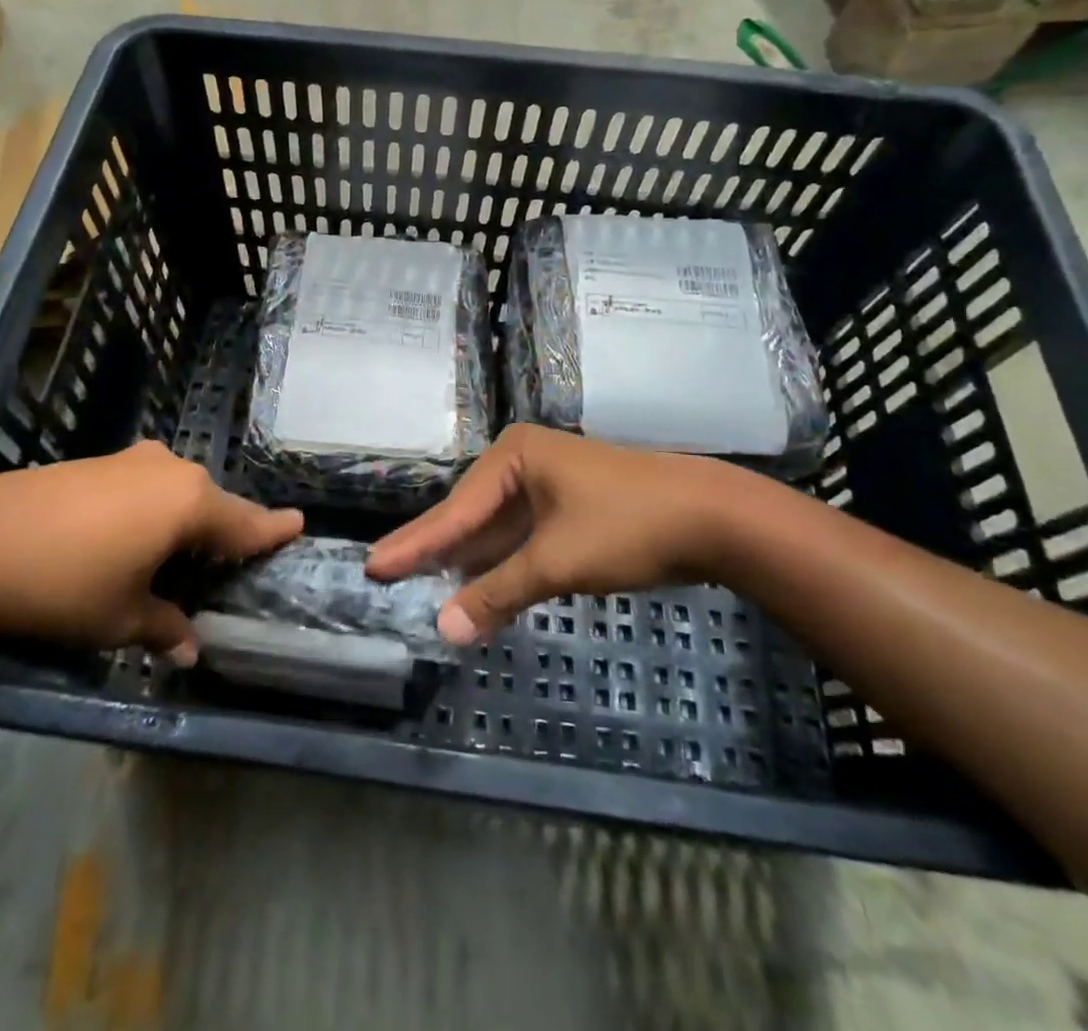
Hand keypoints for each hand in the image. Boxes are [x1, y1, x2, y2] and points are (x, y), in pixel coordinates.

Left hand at [0, 441, 301, 659]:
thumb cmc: (63, 585)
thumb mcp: (120, 618)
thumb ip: (165, 628)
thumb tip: (191, 650)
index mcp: (190, 504)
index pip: (247, 523)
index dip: (273, 530)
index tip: (298, 526)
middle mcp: (171, 471)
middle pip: (213, 505)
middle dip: (223, 534)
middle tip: (227, 567)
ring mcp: (132, 461)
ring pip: (178, 494)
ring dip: (185, 522)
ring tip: (177, 559)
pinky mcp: (99, 462)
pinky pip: (146, 487)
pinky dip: (153, 512)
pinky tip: (130, 539)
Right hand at [366, 425, 752, 644]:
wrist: (714, 516)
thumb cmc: (627, 525)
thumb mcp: (555, 562)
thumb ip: (498, 594)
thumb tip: (444, 630)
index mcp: (514, 457)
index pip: (454, 511)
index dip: (414, 545)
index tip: (374, 566)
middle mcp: (525, 464)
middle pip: (470, 516)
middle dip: (435, 549)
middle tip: (388, 573)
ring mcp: (550, 486)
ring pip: (497, 529)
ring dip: (468, 561)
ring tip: (421, 583)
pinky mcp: (571, 509)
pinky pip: (522, 538)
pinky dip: (502, 564)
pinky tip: (478, 585)